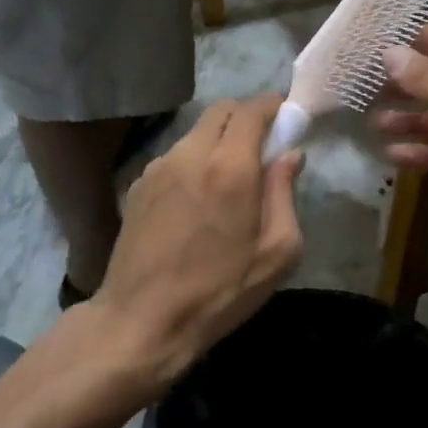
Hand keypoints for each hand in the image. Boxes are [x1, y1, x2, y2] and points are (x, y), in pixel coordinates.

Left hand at [94, 95, 303, 389]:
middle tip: (262, 147)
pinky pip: (175, 155)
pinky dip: (194, 160)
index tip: (286, 119)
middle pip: (222, 110)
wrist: (141, 320)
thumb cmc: (219, 291)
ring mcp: (159, 166)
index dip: (273, 106)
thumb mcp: (276, 253)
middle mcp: (191, 153)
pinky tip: (196, 199)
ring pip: (196, 131)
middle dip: (246, 117)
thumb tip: (289, 155)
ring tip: (228, 178)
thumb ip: (285, 194)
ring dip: (218, 139)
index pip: (253, 109)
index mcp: (230, 167)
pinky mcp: (138, 183)